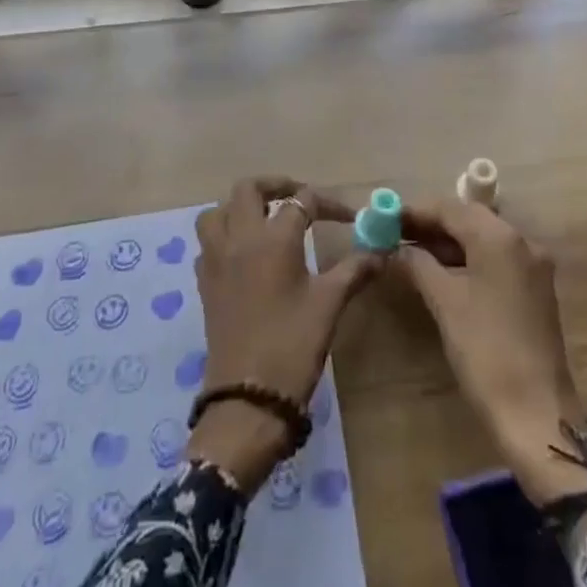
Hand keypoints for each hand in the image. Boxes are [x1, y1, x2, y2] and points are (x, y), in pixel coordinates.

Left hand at [187, 177, 380, 488]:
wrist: (247, 399)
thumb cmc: (292, 345)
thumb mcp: (330, 304)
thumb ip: (354, 270)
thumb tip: (381, 251)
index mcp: (273, 238)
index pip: (302, 201)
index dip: (329, 204)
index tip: (350, 217)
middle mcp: (240, 238)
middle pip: (249, 189)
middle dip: (275, 186)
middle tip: (299, 199)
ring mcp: (216, 260)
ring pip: (219, 211)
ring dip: (241, 207)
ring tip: (266, 219)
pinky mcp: (205, 283)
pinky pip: (208, 242)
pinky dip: (224, 236)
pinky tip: (245, 254)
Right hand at [393, 199, 586, 504]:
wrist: (536, 413)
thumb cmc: (486, 350)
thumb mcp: (444, 302)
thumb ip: (416, 264)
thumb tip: (392, 249)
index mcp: (500, 237)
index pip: (450, 208)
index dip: (415, 211)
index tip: (384, 219)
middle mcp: (521, 241)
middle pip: (468, 219)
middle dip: (430, 225)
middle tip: (394, 234)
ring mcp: (532, 266)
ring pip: (482, 239)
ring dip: (447, 243)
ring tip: (409, 252)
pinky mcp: (534, 289)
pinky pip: (494, 259)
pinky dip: (467, 260)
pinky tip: (440, 272)